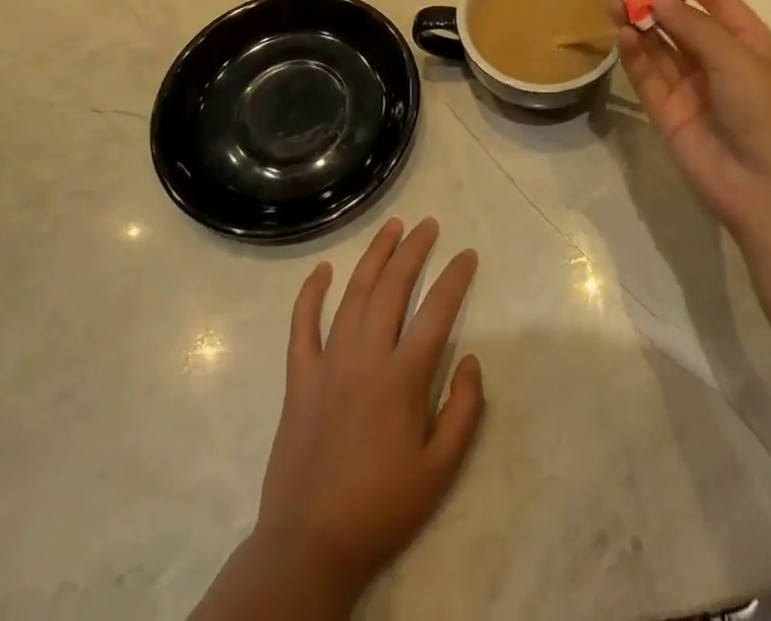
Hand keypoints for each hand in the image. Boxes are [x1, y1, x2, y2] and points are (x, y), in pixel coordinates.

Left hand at [249, 218, 484, 603]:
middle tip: (429, 225)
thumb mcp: (440, 471)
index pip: (436, 311)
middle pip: (393, 288)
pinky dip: (311, 294)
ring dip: (375, 257)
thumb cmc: (381, 508)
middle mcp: (366, 358)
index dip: (455, 278)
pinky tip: (322, 270)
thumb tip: (471, 360)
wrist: (310, 545)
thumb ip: (464, 411)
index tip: (467, 255)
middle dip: (413, 250)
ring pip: (353, 295)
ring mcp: (328, 364)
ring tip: (391, 227)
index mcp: (402, 379)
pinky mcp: (298, 379)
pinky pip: (302, 326)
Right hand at [617, 0, 770, 246]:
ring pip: (660, 46)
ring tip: (614, 1)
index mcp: (747, 42)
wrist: (769, 191)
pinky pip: (648, 76)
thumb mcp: (736, 58)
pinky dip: (634, 54)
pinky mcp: (668, 113)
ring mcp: (692, 87)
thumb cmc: (766, 113)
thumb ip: (693, 25)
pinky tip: (622, 33)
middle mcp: (718, 60)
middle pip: (681, 20)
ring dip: (639, 23)